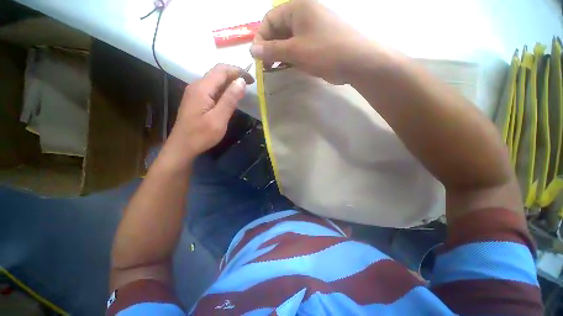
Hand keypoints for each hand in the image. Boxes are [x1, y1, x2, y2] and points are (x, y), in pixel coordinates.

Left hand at [167, 64, 253, 161]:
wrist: (182, 147)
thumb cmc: (201, 135)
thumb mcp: (218, 119)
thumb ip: (230, 99)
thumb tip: (241, 81)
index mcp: (202, 88)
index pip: (221, 70)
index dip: (238, 71)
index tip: (251, 79)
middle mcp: (197, 86)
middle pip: (217, 73)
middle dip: (235, 76)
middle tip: (249, 86)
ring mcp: (195, 93)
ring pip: (215, 81)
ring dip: (230, 83)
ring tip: (243, 92)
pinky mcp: (196, 100)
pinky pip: (212, 90)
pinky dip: (224, 91)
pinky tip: (230, 99)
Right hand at [250, 0, 372, 83]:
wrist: (355, 61)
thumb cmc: (324, 51)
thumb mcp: (295, 50)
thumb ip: (272, 50)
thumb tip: (252, 50)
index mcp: (297, 8)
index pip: (270, 19)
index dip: (261, 37)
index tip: (259, 56)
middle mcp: (304, 15)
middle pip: (279, 29)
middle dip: (270, 47)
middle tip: (267, 65)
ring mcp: (311, 29)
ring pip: (288, 40)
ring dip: (280, 54)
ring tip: (277, 67)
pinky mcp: (317, 42)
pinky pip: (299, 47)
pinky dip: (292, 57)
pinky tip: (289, 66)